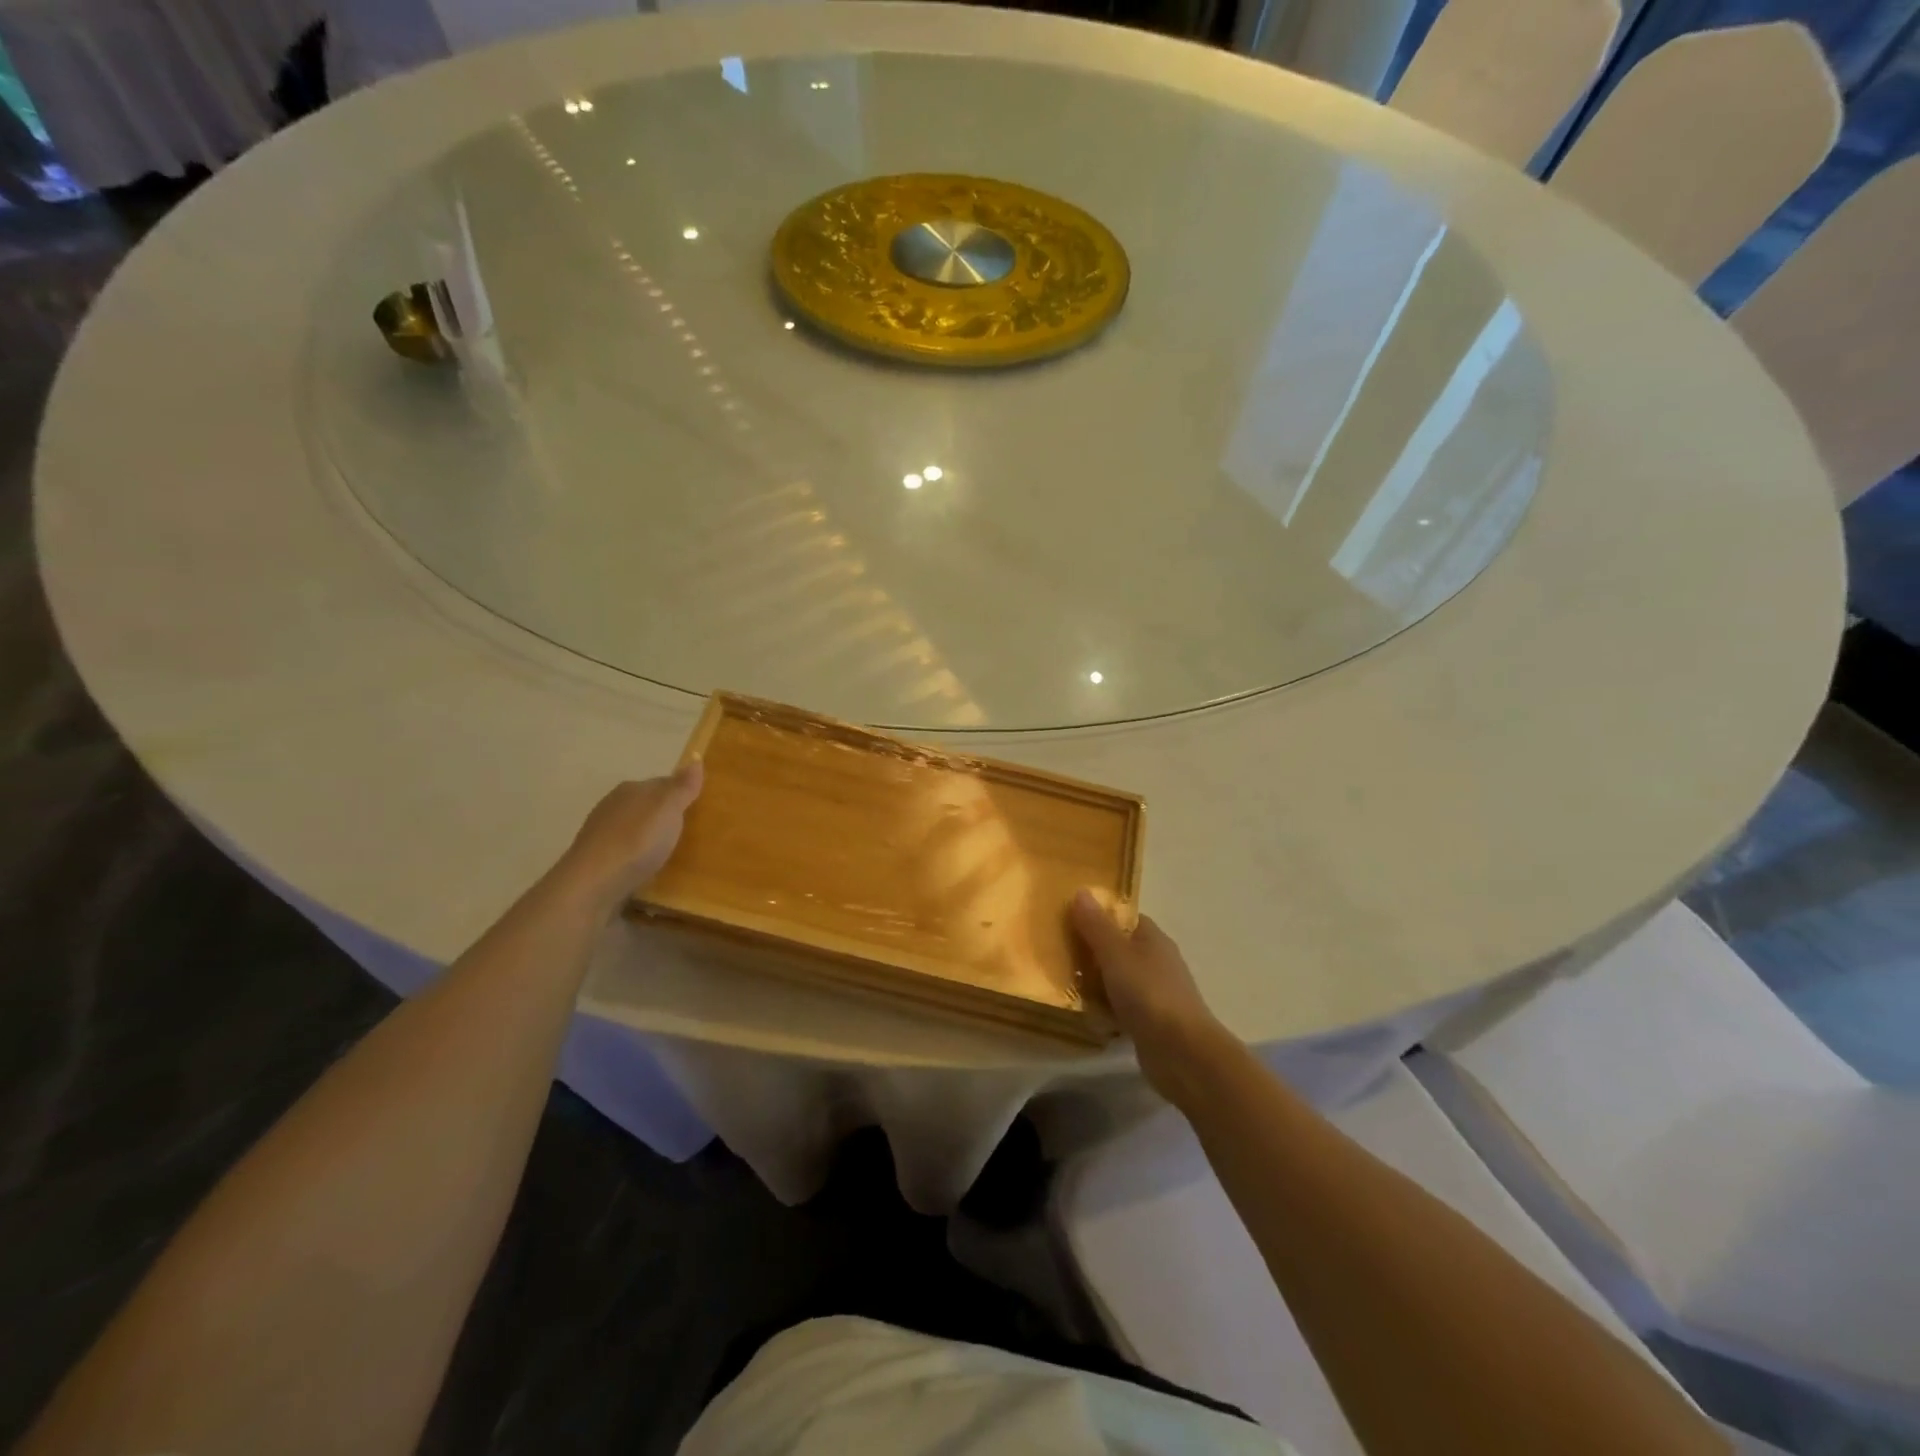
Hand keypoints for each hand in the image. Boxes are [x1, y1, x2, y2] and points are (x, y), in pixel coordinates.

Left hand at [554, 762, 703, 917]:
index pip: (662, 783)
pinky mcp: (597, 862)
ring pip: (635, 829)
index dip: (681, 793)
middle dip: (665, 816)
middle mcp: (613, 806)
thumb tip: (695, 758)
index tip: (699, 807)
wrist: (592, 885)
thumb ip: (682, 787)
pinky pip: (626, 852)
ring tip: (673, 852)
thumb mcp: (668, 809)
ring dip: (651, 837)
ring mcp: (602, 834)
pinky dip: (638, 856)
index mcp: (630, 789)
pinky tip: (649, 868)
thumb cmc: (637, 841)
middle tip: (691, 832)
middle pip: (647, 806)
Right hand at [1071, 889, 1230, 1094]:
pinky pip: (1121, 1006)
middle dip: (1091, 950)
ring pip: (1118, 979)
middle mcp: (1157, 961)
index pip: (1124, 918)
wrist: (1182, 1053)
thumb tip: (1081, 890)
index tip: (1068, 918)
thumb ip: (1096, 926)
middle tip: (1057, 951)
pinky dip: (1104, 1007)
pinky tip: (1084, 1013)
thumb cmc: (1148, 994)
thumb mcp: (1115, 954)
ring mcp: (1156, 993)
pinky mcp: (1151, 1022)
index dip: (1098, 916)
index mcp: (1153, 938)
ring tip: (1062, 981)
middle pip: (1119, 948)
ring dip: (1096, 981)